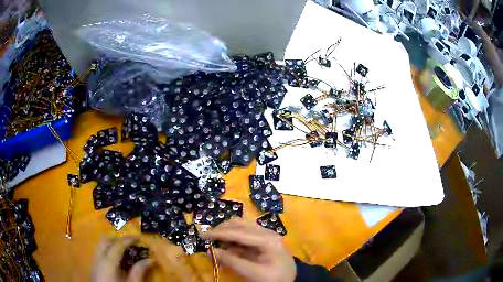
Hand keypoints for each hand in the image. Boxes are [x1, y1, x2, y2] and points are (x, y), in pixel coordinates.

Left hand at [92, 236, 152, 281]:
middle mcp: (99, 257)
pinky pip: (99, 253)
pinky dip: (107, 251)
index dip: (128, 239)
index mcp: (108, 261)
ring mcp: (94, 262)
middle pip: (106, 241)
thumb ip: (139, 270)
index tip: (139, 237)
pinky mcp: (94, 267)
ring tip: (123, 251)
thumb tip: (150, 260)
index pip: (118, 244)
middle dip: (118, 240)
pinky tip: (116, 261)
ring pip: (100, 245)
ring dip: (111, 245)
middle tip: (130, 244)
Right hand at [201, 218, 295, 281]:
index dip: (218, 233)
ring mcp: (266, 235)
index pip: (238, 232)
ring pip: (241, 227)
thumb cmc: (274, 278)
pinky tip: (226, 248)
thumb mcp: (253, 273)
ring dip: (226, 234)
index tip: (202, 234)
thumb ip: (232, 261)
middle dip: (222, 230)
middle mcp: (266, 232)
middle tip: (207, 238)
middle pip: (239, 224)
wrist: (291, 280)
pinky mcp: (263, 240)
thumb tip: (212, 251)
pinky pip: (244, 235)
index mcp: (267, 239)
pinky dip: (233, 240)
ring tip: (215, 243)